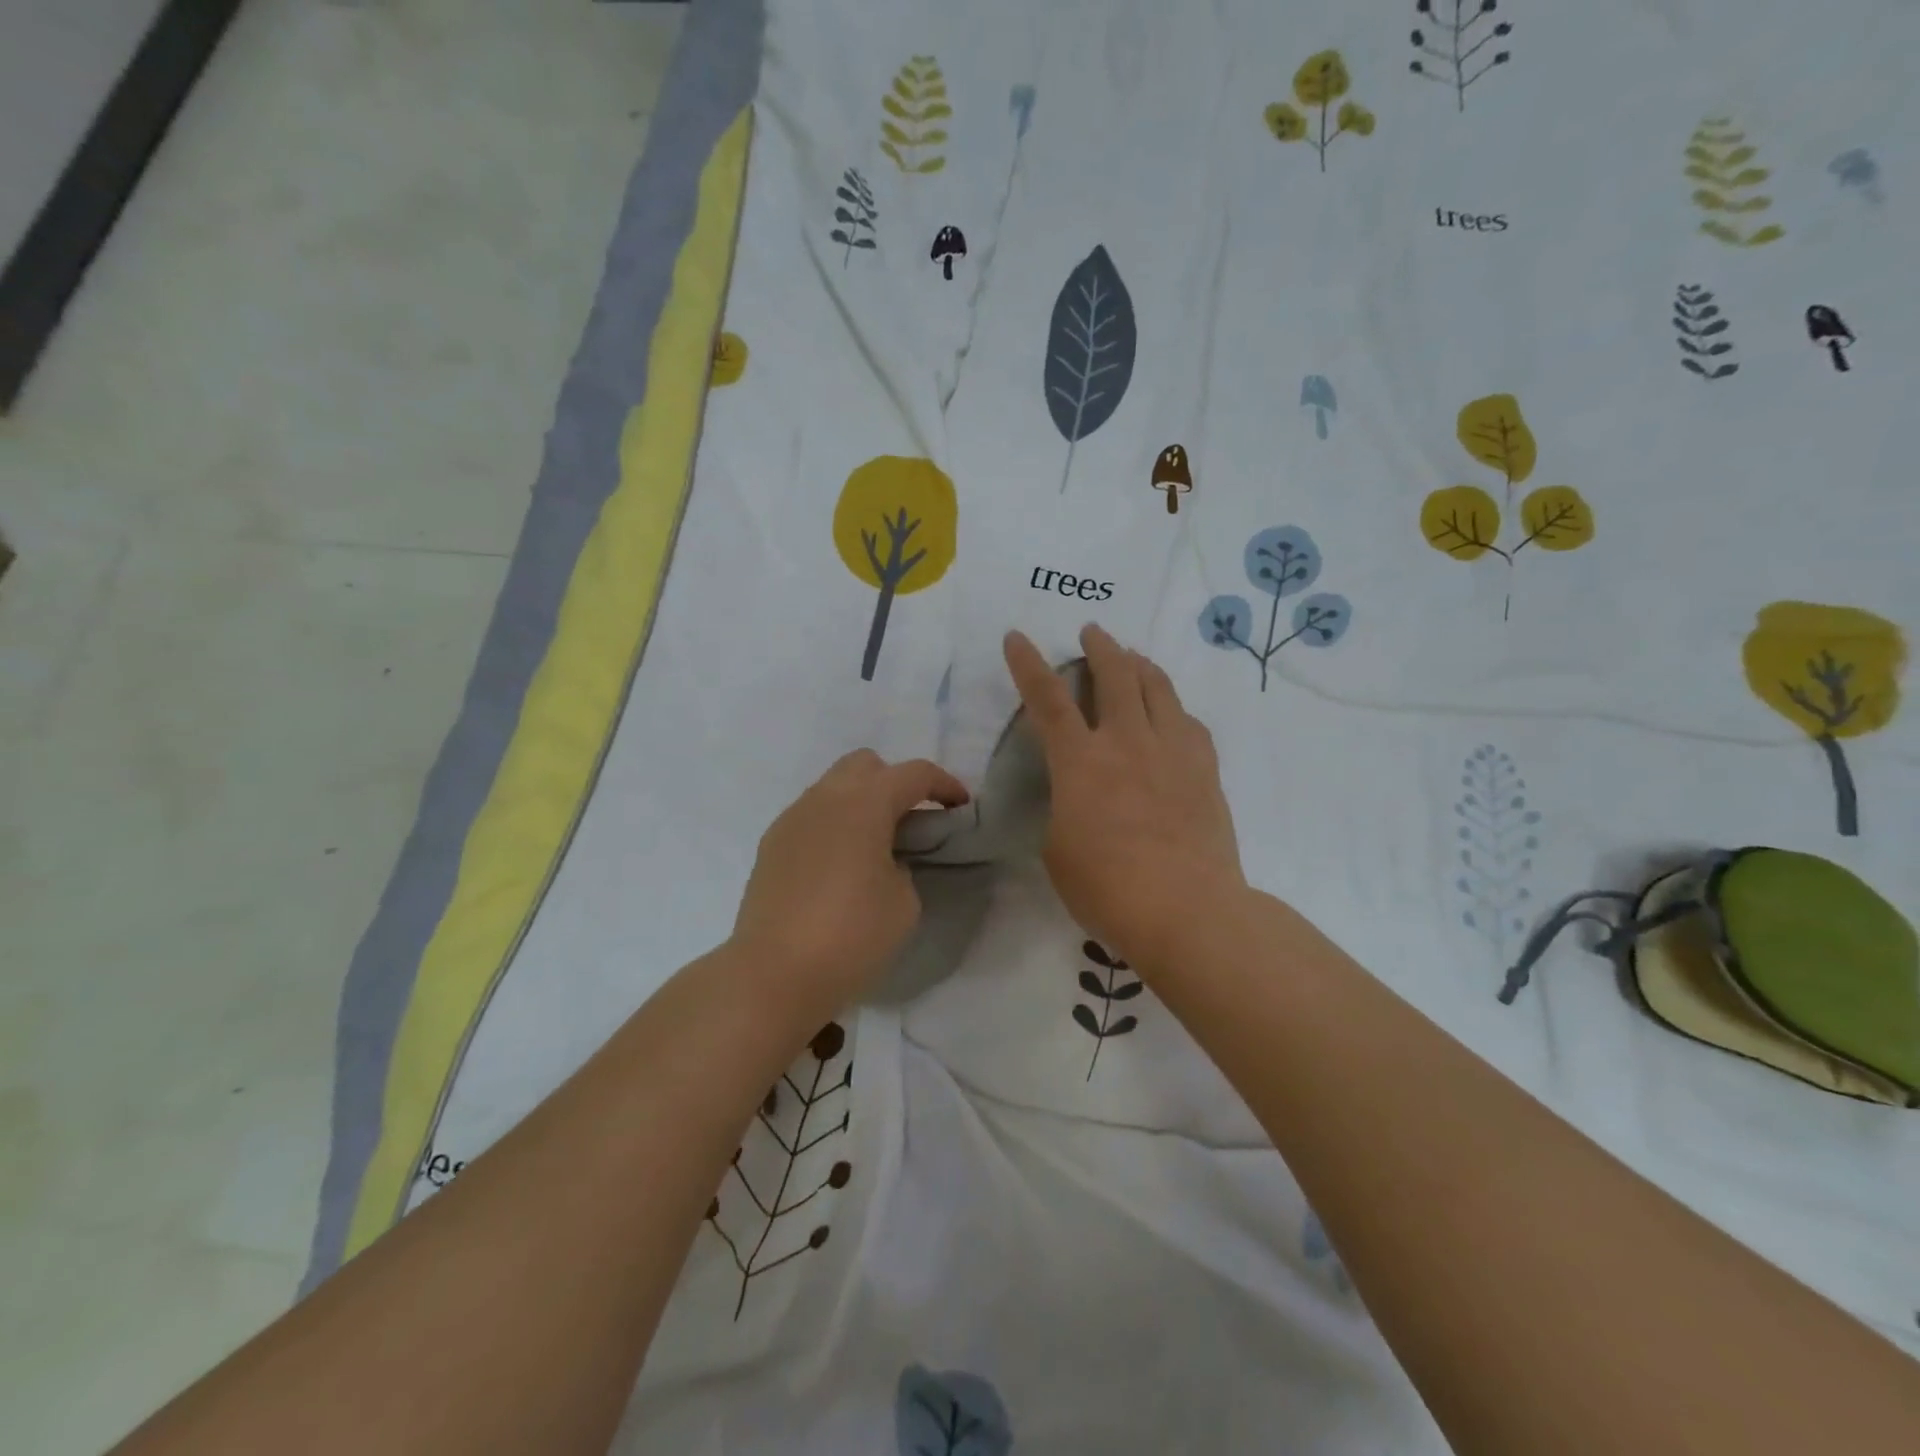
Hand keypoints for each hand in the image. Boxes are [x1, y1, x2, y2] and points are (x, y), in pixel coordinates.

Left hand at [730, 749, 968, 1016]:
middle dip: (894, 782)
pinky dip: (833, 825)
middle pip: (866, 764)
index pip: (913, 773)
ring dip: (860, 803)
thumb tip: (884, 861)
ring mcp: (792, 819)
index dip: (944, 785)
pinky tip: (840, 865)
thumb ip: (903, 866)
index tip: (960, 807)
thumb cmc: (851, 935)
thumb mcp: (904, 902)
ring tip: (875, 845)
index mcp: (864, 803)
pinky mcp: (771, 845)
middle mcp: (824, 798)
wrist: (773, 974)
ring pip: (833, 787)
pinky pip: (811, 816)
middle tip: (912, 821)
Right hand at [1005, 625, 1247, 973]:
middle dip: (1099, 647)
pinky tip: (1171, 713)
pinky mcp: (1205, 770)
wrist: (1187, 910)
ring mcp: (1172, 751)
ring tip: (1133, 657)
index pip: (1047, 699)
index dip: (1028, 664)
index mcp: (1080, 761)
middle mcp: (1127, 741)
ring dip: (1140, 665)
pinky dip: (1173, 708)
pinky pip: (1189, 722)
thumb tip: (1078, 796)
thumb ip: (1064, 808)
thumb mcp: (1058, 849)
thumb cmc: (1107, 888)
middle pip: (1115, 674)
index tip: (1017, 637)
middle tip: (1093, 632)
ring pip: (1158, 688)